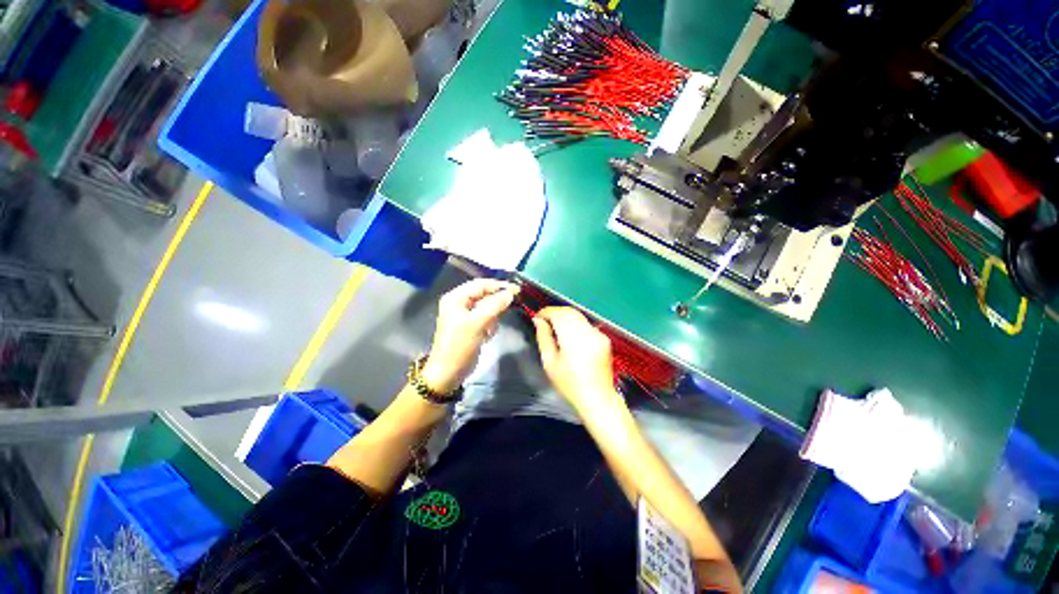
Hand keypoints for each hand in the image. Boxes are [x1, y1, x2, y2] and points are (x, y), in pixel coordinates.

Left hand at [422, 279, 519, 393]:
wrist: (448, 372)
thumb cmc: (460, 345)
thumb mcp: (478, 323)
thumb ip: (495, 305)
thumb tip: (510, 293)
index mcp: (456, 297)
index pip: (481, 284)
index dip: (499, 286)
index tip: (517, 290)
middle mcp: (460, 303)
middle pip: (484, 295)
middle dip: (496, 303)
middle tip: (512, 307)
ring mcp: (465, 315)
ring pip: (487, 307)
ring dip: (493, 316)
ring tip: (491, 328)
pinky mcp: (471, 326)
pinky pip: (486, 318)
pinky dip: (490, 324)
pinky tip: (488, 334)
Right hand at [532, 307, 620, 412]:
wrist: (597, 398)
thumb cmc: (569, 384)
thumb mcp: (550, 362)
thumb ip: (543, 337)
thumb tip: (538, 321)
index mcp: (573, 338)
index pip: (558, 314)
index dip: (546, 312)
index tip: (537, 317)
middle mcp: (588, 332)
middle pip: (569, 311)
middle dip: (555, 312)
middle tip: (543, 320)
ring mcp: (598, 334)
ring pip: (578, 315)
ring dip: (565, 317)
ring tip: (554, 327)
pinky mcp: (604, 338)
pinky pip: (586, 324)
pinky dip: (575, 324)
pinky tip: (569, 335)